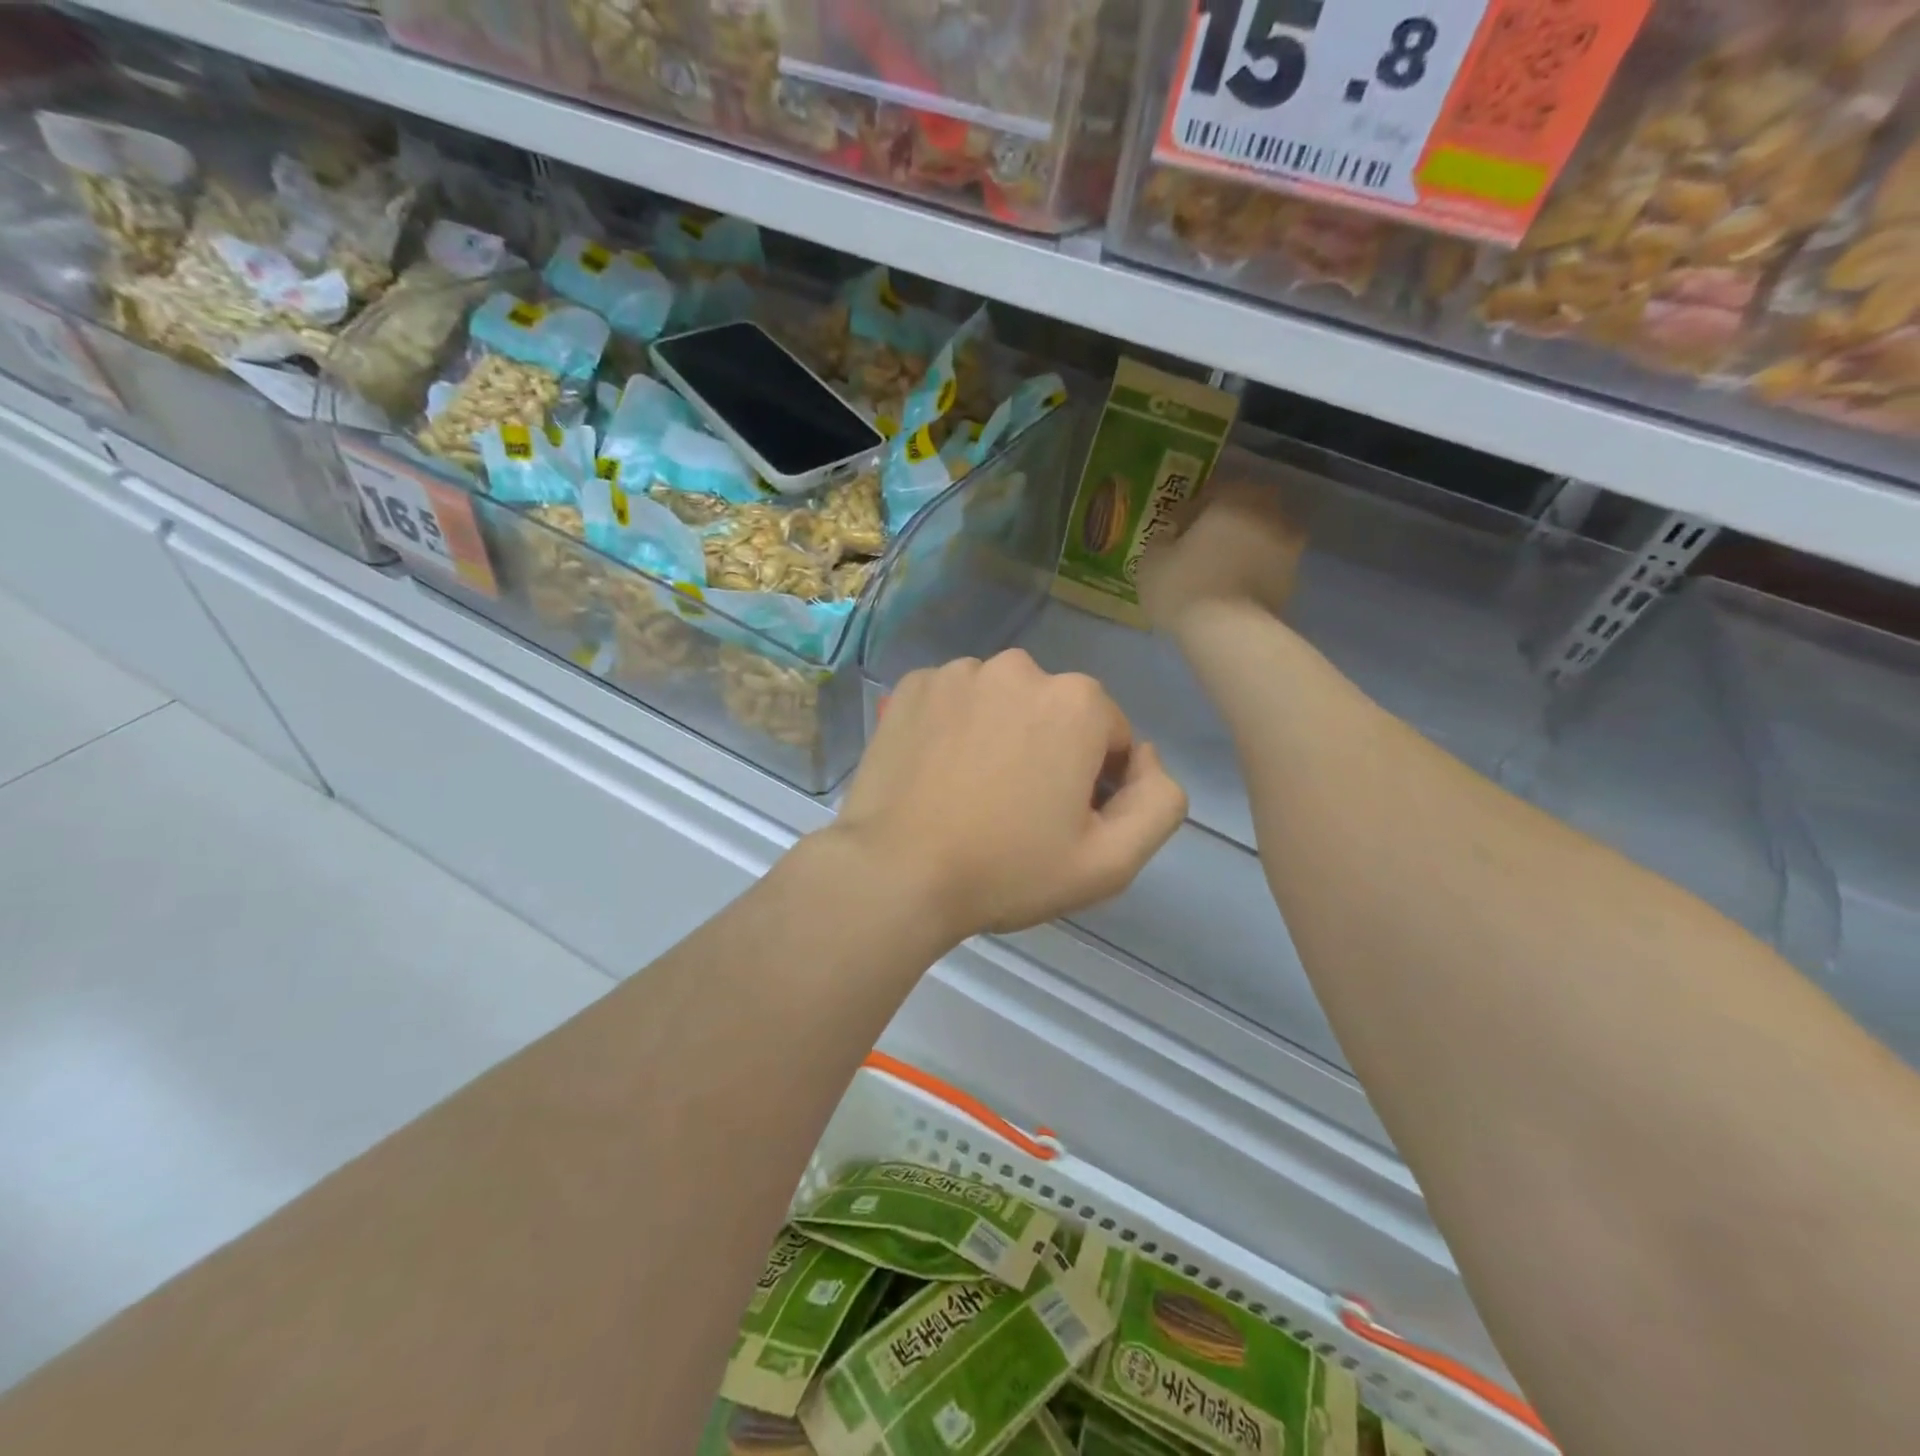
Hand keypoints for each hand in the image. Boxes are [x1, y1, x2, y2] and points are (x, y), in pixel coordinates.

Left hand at [831, 650, 1187, 939]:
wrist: (896, 872)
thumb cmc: (1008, 869)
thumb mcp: (1110, 860)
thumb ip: (1160, 801)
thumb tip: (1146, 756)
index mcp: (1077, 701)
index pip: (1110, 737)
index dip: (1096, 783)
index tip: (1061, 821)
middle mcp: (1020, 667)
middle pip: (1056, 712)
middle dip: (1050, 751)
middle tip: (1016, 810)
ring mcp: (959, 672)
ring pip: (1003, 702)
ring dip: (1001, 734)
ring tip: (973, 791)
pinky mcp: (913, 685)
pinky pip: (954, 700)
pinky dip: (955, 726)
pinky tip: (938, 771)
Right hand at [1136, 469, 1306, 635]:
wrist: (1227, 631)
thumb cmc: (1184, 586)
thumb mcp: (1151, 561)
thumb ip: (1161, 541)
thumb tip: (1170, 537)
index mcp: (1233, 500)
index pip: (1212, 491)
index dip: (1191, 509)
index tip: (1175, 527)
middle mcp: (1266, 515)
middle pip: (1245, 509)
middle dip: (1227, 521)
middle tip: (1202, 542)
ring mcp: (1286, 548)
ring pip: (1261, 536)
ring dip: (1244, 545)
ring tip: (1220, 567)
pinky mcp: (1292, 580)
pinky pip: (1268, 565)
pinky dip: (1254, 570)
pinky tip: (1233, 587)